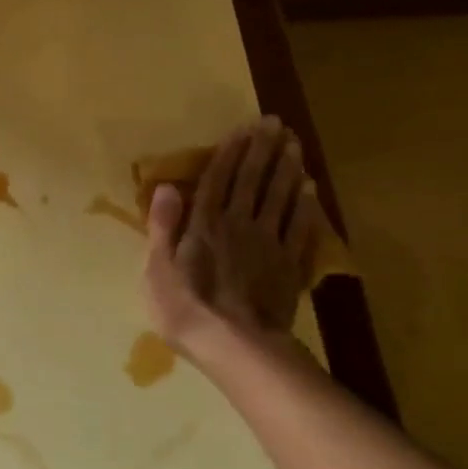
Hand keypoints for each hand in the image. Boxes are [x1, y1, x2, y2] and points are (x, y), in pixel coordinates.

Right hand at [144, 117, 319, 361]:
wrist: (236, 346)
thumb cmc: (186, 309)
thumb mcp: (158, 269)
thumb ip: (164, 226)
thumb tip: (167, 186)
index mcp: (204, 224)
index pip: (217, 179)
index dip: (230, 152)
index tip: (243, 127)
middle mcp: (238, 224)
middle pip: (252, 180)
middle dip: (262, 149)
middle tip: (275, 122)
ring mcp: (267, 244)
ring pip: (279, 197)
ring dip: (286, 168)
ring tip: (294, 143)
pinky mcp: (288, 265)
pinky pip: (299, 227)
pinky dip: (305, 205)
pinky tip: (309, 188)